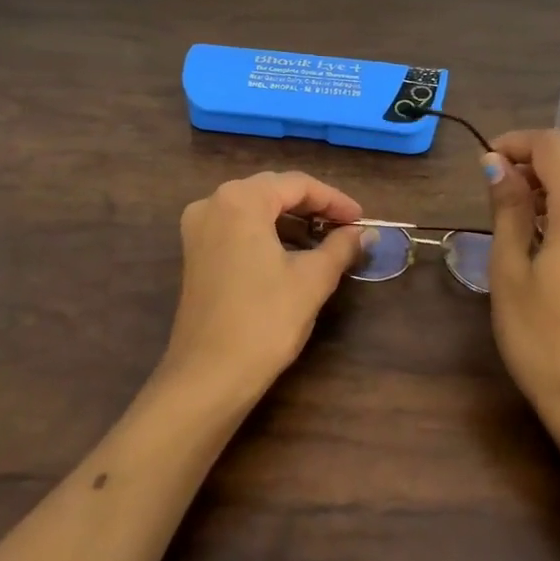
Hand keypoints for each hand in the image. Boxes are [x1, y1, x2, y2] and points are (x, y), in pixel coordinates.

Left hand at [165, 171, 368, 403]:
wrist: (209, 375)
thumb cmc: (265, 320)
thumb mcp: (312, 279)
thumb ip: (341, 246)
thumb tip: (364, 233)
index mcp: (240, 200)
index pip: (297, 184)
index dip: (334, 200)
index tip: (362, 219)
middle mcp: (213, 203)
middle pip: (273, 191)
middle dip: (313, 207)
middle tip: (347, 227)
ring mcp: (198, 229)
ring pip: (254, 210)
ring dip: (291, 221)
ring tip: (325, 241)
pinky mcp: (195, 253)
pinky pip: (238, 229)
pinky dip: (267, 235)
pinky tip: (292, 254)